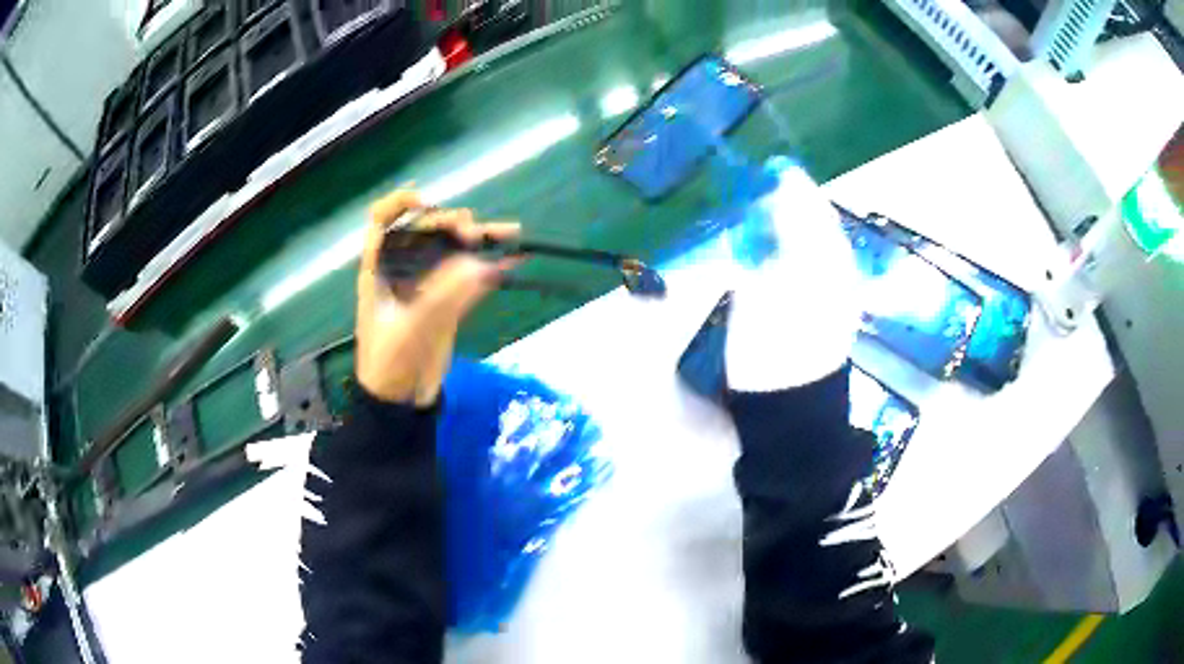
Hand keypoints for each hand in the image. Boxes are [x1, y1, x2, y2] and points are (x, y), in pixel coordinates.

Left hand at [356, 189, 519, 404]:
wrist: (399, 401)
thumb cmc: (388, 363)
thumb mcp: (410, 329)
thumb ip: (444, 296)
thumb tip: (480, 266)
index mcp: (379, 267)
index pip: (382, 221)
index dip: (400, 204)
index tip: (425, 203)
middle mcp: (403, 268)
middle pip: (426, 230)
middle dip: (450, 223)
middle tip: (472, 233)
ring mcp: (427, 284)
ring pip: (452, 251)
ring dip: (479, 240)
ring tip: (508, 231)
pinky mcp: (447, 301)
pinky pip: (469, 276)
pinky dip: (489, 267)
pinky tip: (510, 259)